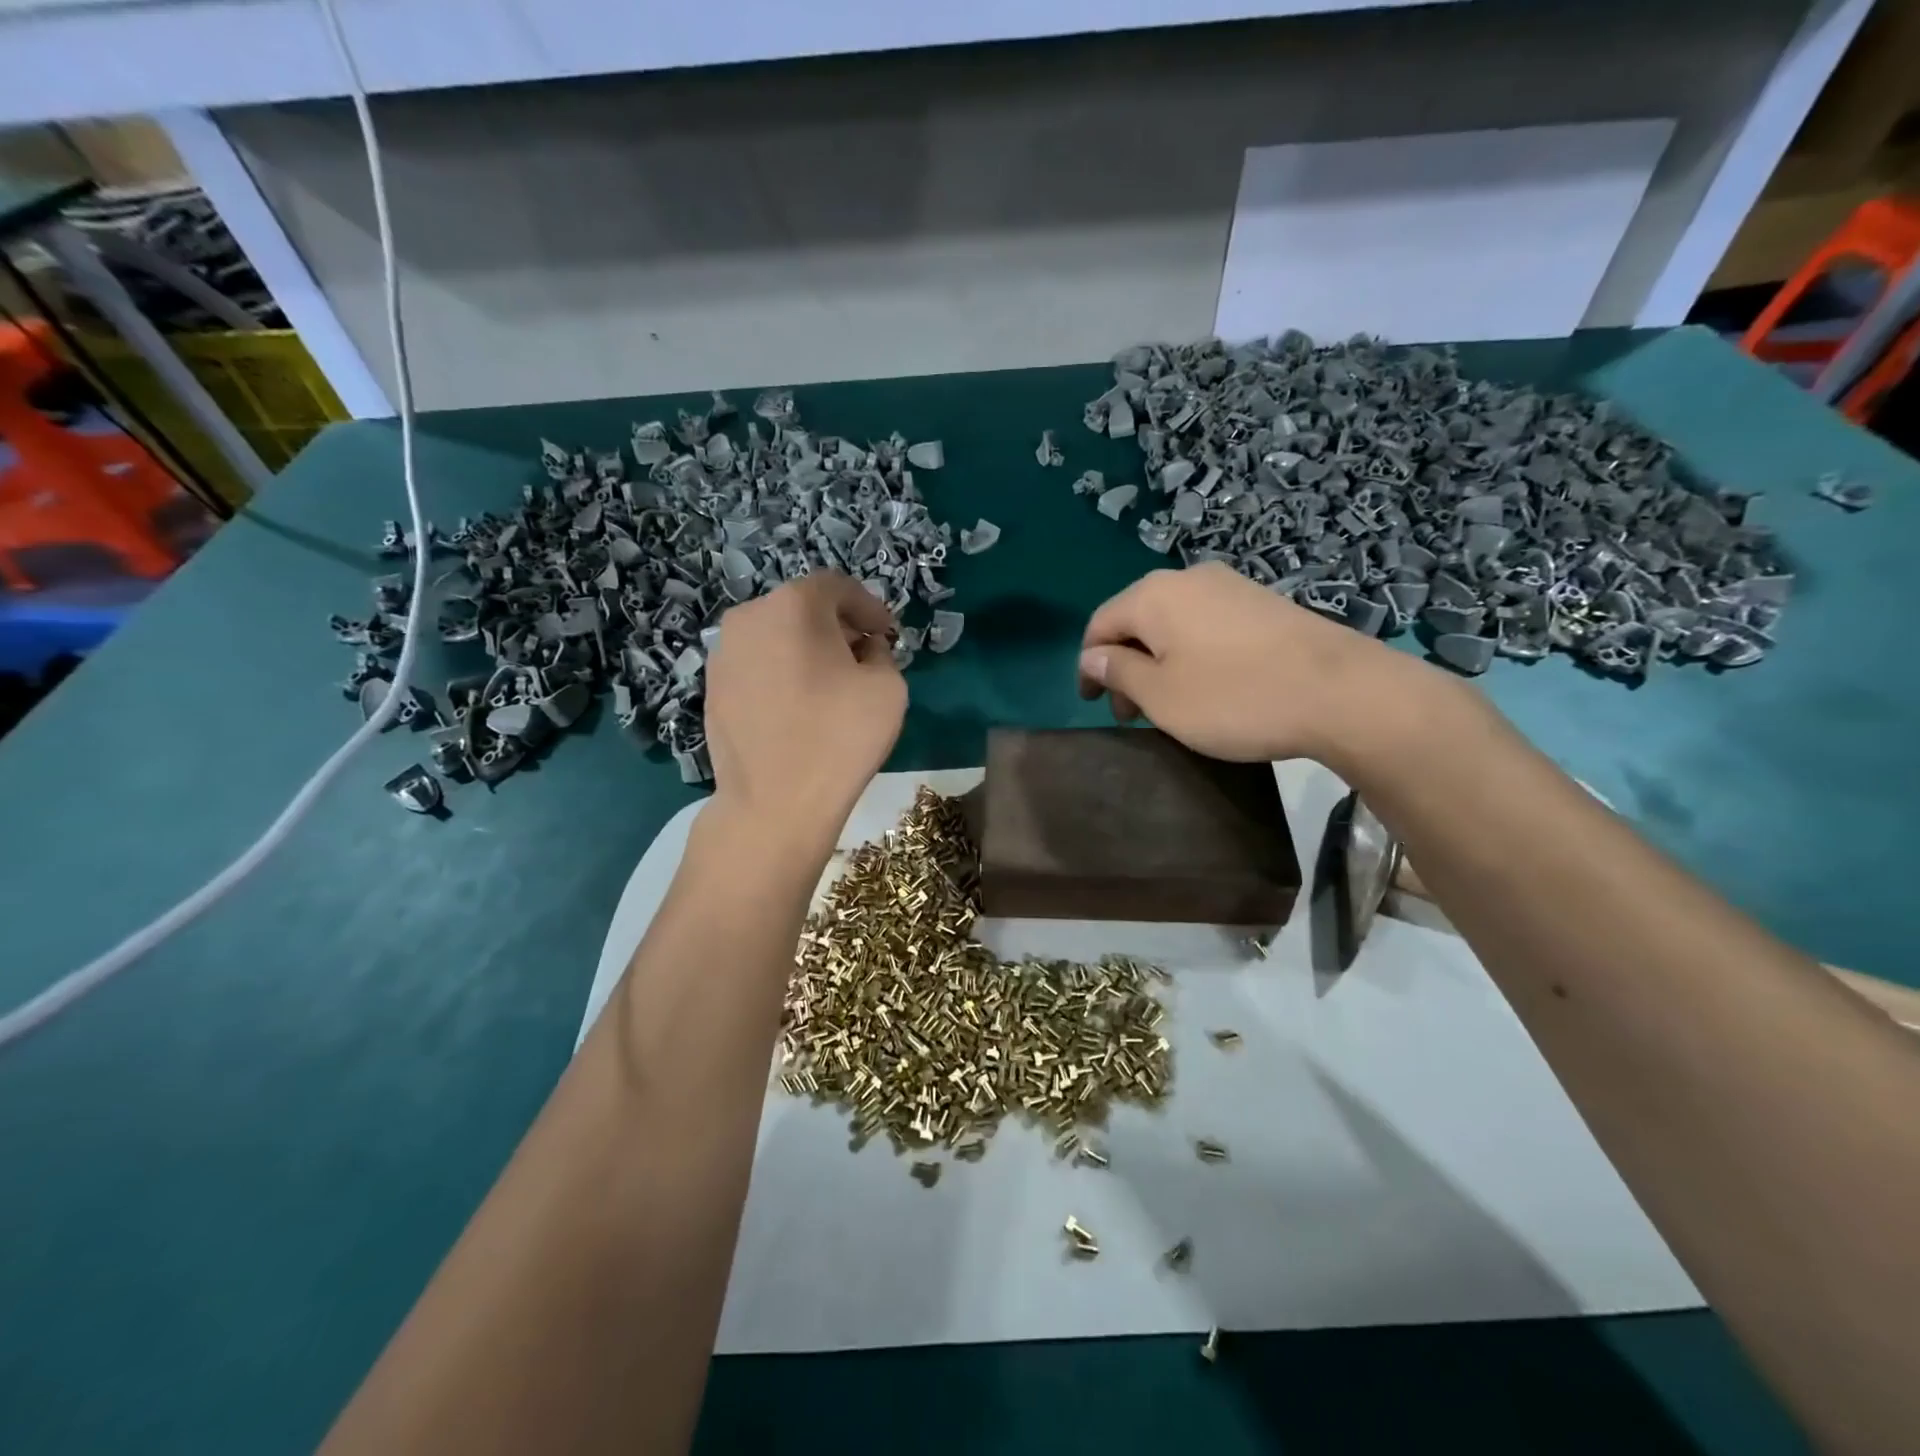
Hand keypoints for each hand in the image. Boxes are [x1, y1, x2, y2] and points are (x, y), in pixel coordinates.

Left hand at [705, 571, 906, 842]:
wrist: (773, 804)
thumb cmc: (838, 738)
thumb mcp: (888, 688)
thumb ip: (882, 654)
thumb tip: (864, 650)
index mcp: (793, 605)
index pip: (837, 587)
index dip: (869, 607)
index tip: (888, 634)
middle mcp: (749, 617)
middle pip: (802, 608)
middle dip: (837, 626)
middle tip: (864, 655)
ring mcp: (723, 654)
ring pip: (776, 636)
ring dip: (807, 649)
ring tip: (831, 684)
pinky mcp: (711, 689)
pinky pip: (757, 666)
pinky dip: (781, 672)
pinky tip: (799, 707)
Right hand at [1077, 562, 1416, 766]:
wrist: (1342, 691)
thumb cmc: (1235, 697)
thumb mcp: (1162, 696)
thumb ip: (1118, 671)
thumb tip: (1091, 656)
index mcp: (1153, 595)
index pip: (1100, 624)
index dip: (1089, 665)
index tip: (1093, 704)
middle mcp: (1188, 578)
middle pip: (1137, 620)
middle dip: (1125, 665)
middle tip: (1131, 715)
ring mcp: (1231, 586)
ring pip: (1173, 623)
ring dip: (1158, 662)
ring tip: (1168, 704)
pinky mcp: (1263, 602)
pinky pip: (1207, 625)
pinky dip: (1191, 654)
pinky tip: (1208, 685)